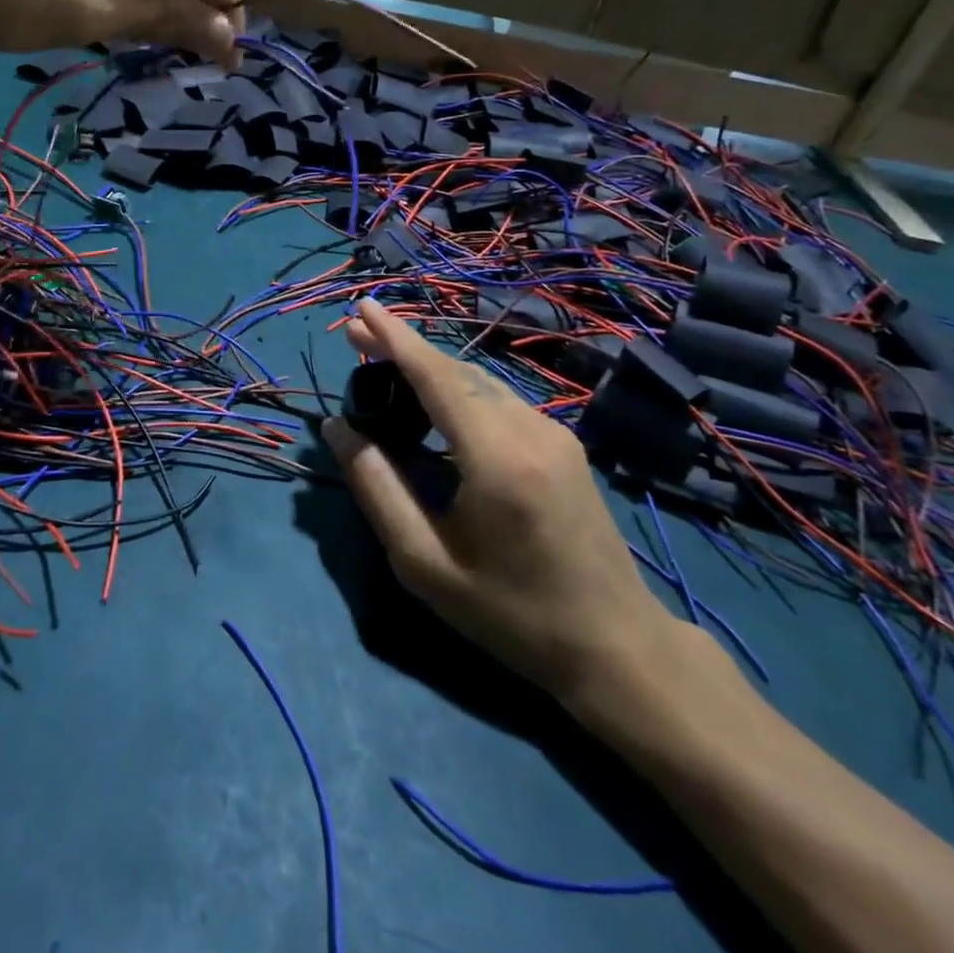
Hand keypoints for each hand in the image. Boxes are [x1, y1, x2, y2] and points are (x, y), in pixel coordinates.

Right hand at [322, 300, 678, 714]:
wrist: (615, 645)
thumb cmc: (510, 613)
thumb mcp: (424, 563)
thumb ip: (376, 489)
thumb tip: (338, 429)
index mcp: (496, 458)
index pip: (436, 377)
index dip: (395, 338)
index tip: (361, 307)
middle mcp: (530, 430)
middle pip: (457, 371)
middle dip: (404, 349)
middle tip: (356, 339)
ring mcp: (554, 434)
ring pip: (481, 382)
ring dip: (431, 368)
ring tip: (385, 366)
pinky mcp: (564, 446)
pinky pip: (501, 400)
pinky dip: (459, 390)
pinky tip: (435, 404)